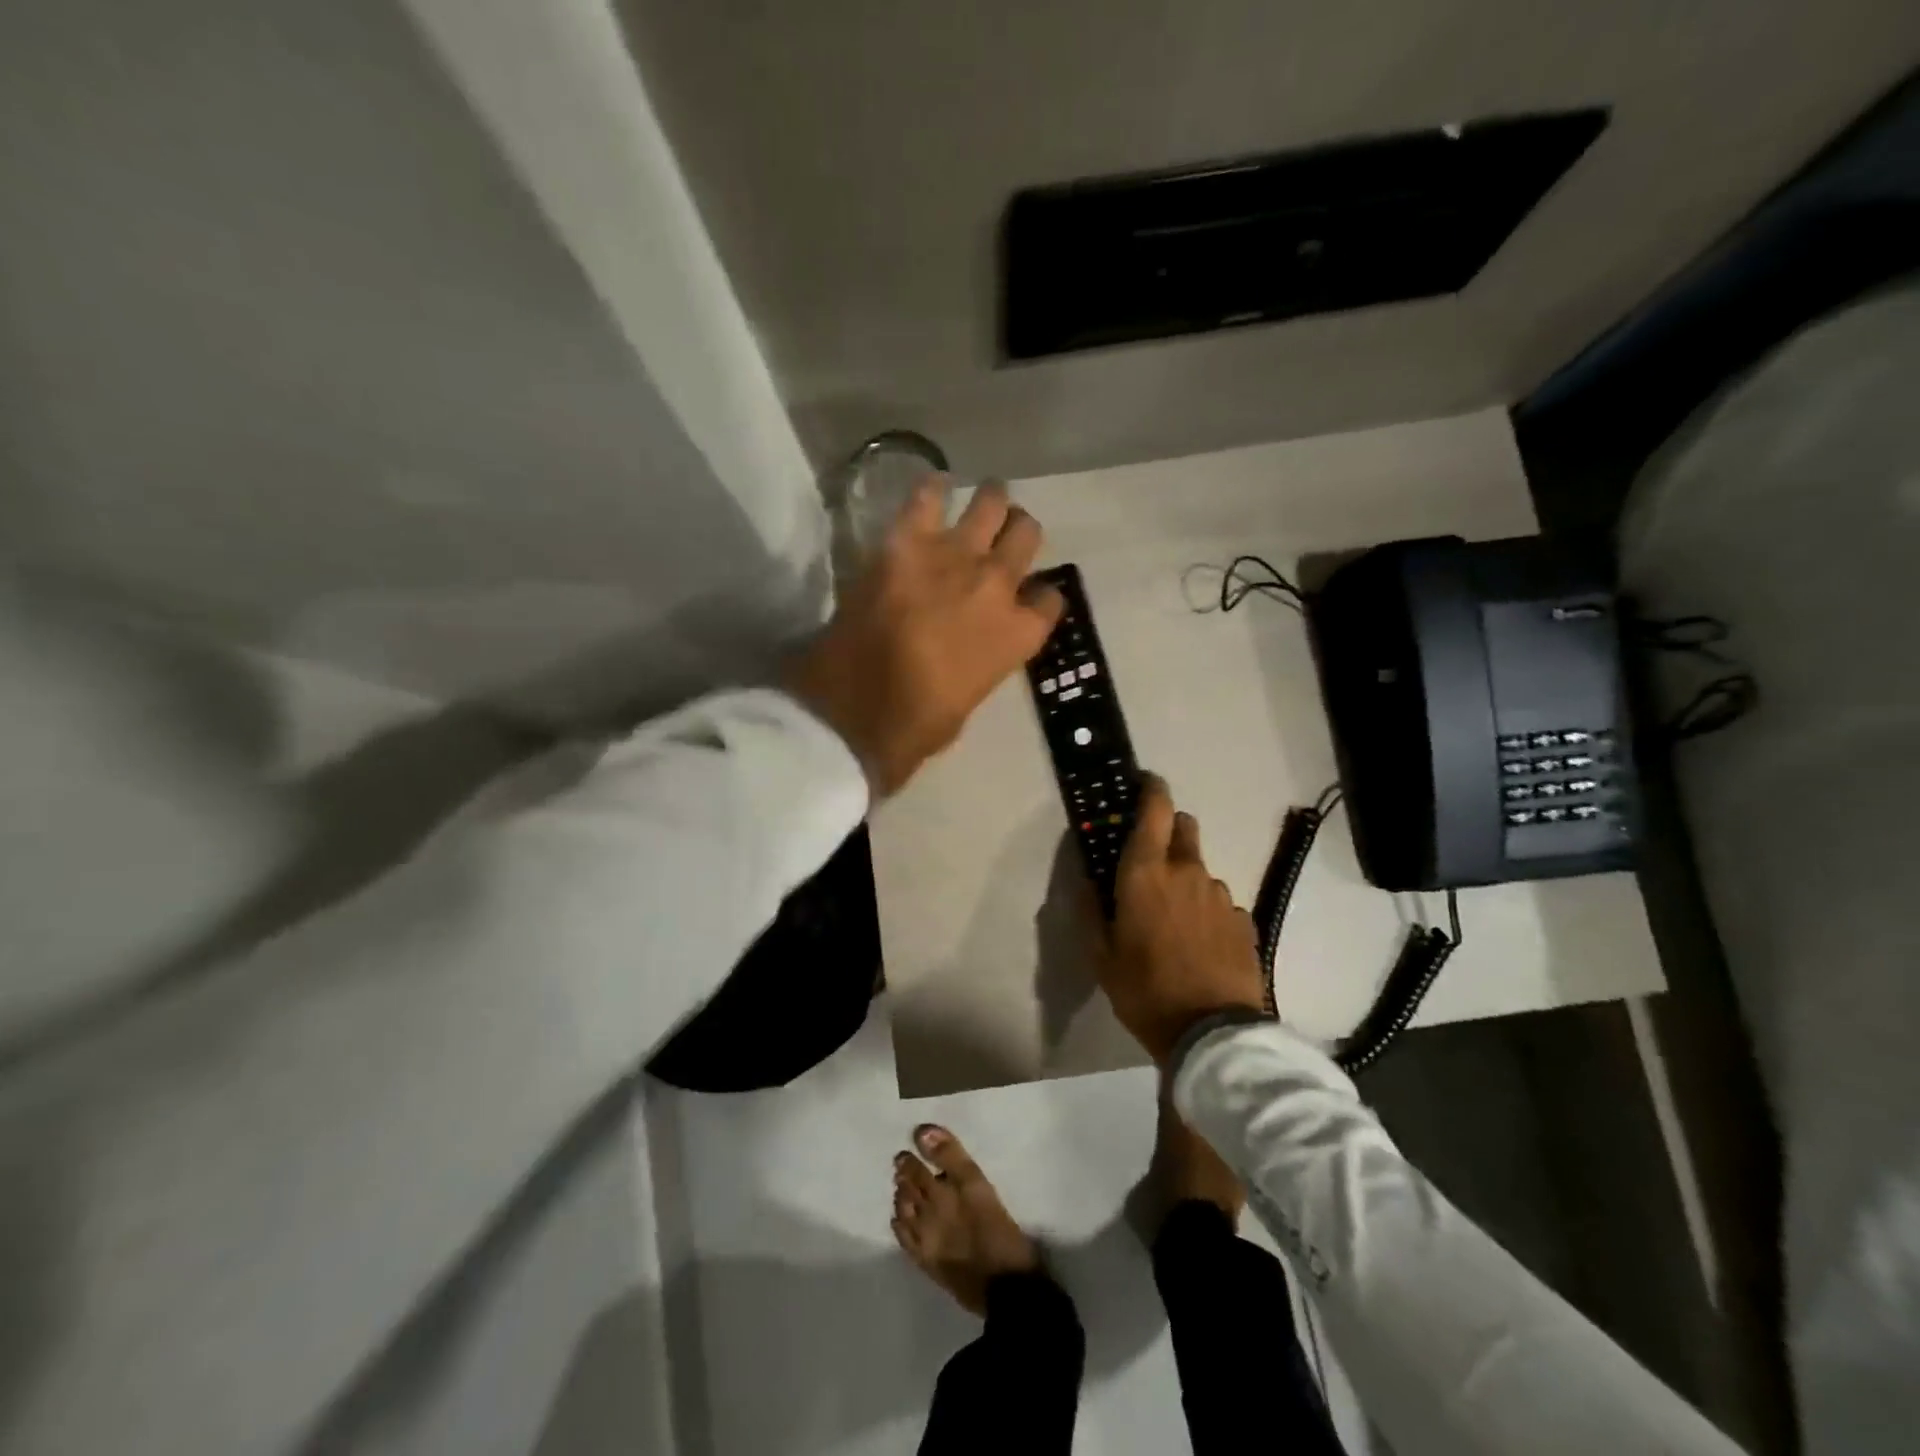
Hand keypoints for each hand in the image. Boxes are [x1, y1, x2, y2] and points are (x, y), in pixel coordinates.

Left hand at [788, 477, 1064, 796]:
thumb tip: (968, 651)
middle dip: (1018, 535)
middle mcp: (998, 585)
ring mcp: (955, 556)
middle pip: (1026, 536)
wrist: (859, 709)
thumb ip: (981, 664)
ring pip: (992, 504)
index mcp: (1019, 635)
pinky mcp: (908, 541)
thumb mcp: (968, 702)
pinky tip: (935, 487)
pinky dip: (933, 489)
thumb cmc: (917, 725)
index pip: (1050, 599)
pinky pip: (928, 497)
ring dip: (991, 502)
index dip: (1039, 598)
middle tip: (1001, 539)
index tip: (1026, 600)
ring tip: (982, 503)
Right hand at [1099, 776, 1266, 1062]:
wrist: (1212, 1034)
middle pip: (1184, 826)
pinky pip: (1220, 902)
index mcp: (1146, 872)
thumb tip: (1086, 880)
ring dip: (1186, 879)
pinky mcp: (1244, 921)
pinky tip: (1199, 945)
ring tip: (1174, 920)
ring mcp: (1221, 895)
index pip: (1155, 808)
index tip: (1143, 783)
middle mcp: (1187, 871)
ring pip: (1201, 869)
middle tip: (1151, 860)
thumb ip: (1090, 910)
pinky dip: (1207, 911)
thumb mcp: (1101, 955)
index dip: (1150, 788)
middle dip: (1168, 829)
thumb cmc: (1145, 989)